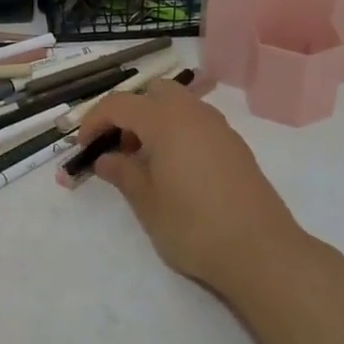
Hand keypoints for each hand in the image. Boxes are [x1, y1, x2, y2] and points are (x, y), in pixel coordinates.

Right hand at [73, 80, 308, 294]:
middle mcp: (194, 114)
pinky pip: (198, 123)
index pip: (119, 104)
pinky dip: (178, 133)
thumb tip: (106, 159)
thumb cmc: (194, 226)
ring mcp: (220, 128)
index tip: (83, 146)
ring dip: (155, 122)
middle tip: (119, 148)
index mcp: (166, 121)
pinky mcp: (236, 146)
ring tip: (146, 162)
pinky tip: (176, 171)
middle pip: (153, 92)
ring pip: (179, 105)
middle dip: (130, 112)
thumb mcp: (146, 203)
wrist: (261, 251)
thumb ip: (122, 173)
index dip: (95, 120)